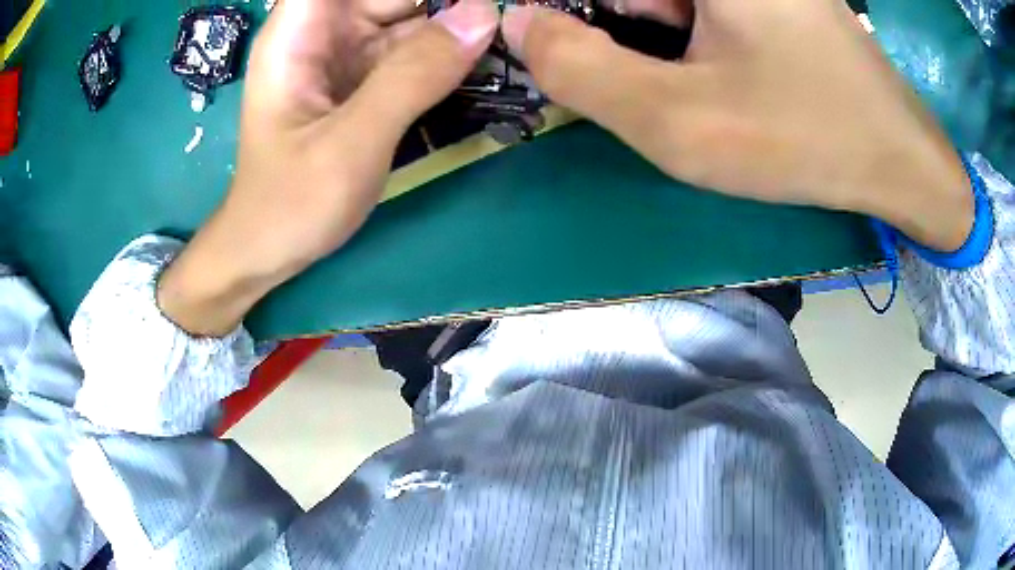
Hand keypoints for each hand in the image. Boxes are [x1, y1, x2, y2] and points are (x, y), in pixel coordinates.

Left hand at [158, 0, 498, 335]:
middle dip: (442, 3)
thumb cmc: (290, 204)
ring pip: (409, 15)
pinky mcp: (363, 81)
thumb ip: (413, 76)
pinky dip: (446, 52)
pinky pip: (412, 50)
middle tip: (497, 18)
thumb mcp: (351, 143)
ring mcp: (345, 56)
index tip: (456, 1)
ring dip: (452, 24)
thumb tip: (482, 15)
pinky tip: (480, 59)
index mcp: (299, 33)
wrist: (268, 252)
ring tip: (500, 36)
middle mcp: (323, 33)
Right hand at [502, 0, 974, 251]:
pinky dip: (687, 30)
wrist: (897, 159)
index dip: (566, 18)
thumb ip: (581, 71)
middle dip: (621, 28)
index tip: (577, 57)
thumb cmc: (804, 138)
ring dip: (655, 30)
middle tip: (658, 75)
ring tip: (710, 79)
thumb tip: (518, 24)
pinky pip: (699, 5)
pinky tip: (719, 67)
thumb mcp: (681, 121)